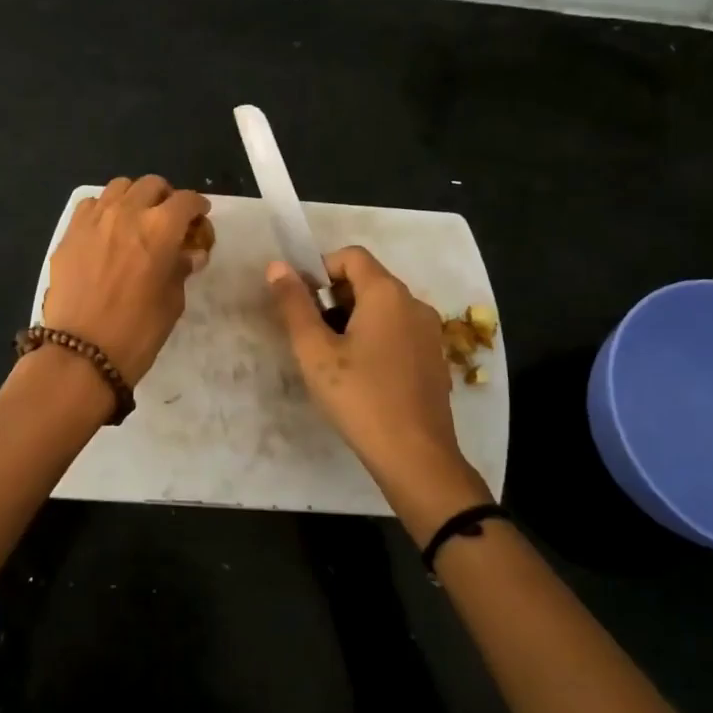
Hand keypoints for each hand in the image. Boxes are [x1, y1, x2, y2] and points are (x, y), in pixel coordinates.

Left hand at [43, 175, 210, 385]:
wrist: (81, 352)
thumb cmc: (137, 331)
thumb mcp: (172, 302)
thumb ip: (181, 269)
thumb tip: (189, 254)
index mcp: (160, 228)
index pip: (186, 201)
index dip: (197, 207)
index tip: (199, 217)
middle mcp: (127, 212)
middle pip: (151, 185)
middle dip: (165, 197)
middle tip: (169, 218)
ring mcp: (93, 219)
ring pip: (119, 187)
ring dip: (134, 198)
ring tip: (136, 219)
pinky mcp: (69, 233)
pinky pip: (90, 205)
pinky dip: (104, 210)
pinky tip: (107, 231)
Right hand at [268, 246, 486, 508]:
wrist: (416, 456)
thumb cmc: (360, 397)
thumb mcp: (315, 352)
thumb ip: (294, 305)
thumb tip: (277, 266)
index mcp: (387, 293)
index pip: (351, 256)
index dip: (320, 270)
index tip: (301, 305)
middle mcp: (414, 303)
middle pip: (368, 280)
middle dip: (334, 298)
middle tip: (312, 337)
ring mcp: (430, 332)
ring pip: (384, 308)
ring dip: (353, 320)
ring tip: (333, 360)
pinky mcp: (435, 358)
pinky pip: (399, 331)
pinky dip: (376, 339)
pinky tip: (362, 377)